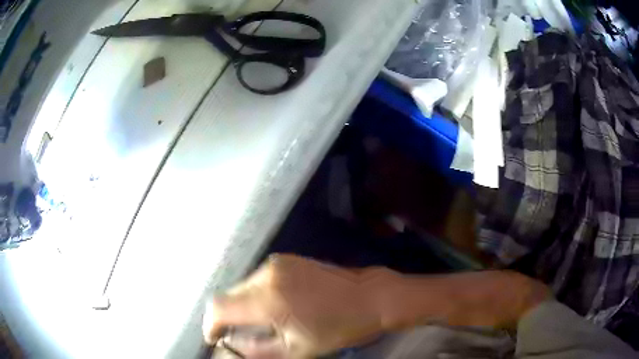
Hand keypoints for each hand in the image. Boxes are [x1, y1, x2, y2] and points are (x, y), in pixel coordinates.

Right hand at [203, 254, 390, 357]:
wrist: (371, 297)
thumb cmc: (338, 328)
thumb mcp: (296, 349)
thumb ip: (256, 349)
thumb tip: (230, 343)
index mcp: (268, 299)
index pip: (219, 307)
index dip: (211, 324)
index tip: (215, 337)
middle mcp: (267, 274)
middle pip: (228, 295)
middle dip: (227, 316)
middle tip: (236, 334)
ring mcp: (277, 263)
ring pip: (242, 286)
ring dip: (242, 305)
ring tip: (258, 322)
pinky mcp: (287, 259)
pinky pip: (258, 279)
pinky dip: (256, 294)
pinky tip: (272, 306)